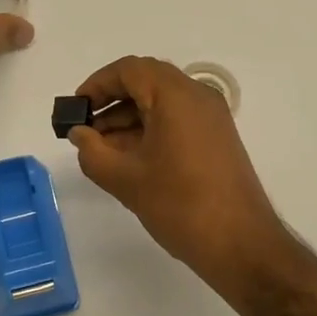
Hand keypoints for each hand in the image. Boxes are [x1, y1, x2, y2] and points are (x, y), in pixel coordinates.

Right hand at [67, 56, 291, 295]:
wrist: (241, 245)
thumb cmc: (180, 205)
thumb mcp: (125, 179)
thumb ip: (92, 151)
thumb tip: (79, 133)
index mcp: (176, 95)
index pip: (129, 70)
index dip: (97, 84)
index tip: (75, 109)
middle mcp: (197, 96)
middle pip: (146, 82)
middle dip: (111, 101)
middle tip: (85, 128)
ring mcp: (211, 117)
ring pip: (161, 102)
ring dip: (128, 118)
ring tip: (100, 149)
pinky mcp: (217, 138)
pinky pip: (177, 119)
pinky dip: (150, 129)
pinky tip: (129, 158)